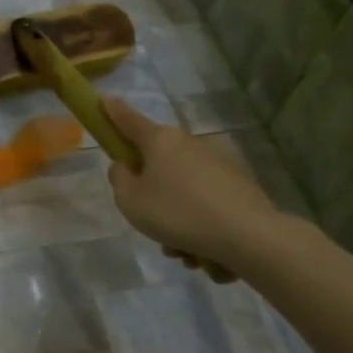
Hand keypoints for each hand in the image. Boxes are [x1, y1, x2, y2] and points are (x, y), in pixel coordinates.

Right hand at [103, 97, 279, 276]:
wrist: (247, 236)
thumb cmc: (177, 213)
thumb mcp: (130, 201)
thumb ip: (120, 180)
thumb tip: (126, 166)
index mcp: (160, 141)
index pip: (129, 121)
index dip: (113, 112)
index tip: (105, 99)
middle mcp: (189, 144)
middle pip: (158, 163)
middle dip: (152, 193)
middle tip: (150, 222)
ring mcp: (218, 163)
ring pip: (183, 190)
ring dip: (177, 219)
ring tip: (181, 250)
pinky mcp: (240, 185)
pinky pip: (206, 204)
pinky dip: (200, 225)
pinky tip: (204, 253)